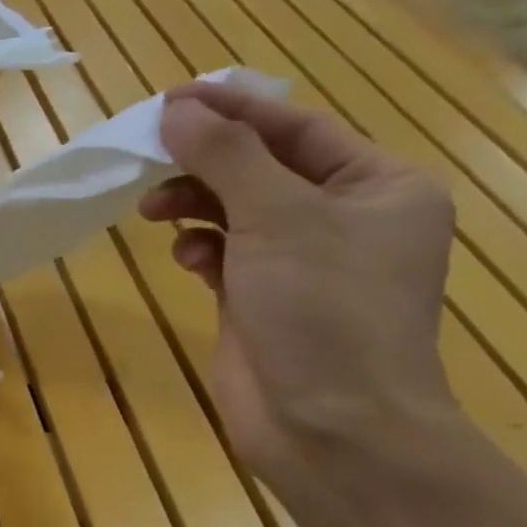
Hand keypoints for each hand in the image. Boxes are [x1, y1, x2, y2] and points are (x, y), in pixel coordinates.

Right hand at [138, 84, 456, 478]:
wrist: (330, 428)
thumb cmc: (323, 310)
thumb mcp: (278, 218)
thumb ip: (226, 157)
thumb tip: (178, 107)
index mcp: (378, 187)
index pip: (296, 128)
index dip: (232, 110)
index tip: (169, 99)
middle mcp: (344, 219)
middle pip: (261, 168)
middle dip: (204, 162)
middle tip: (148, 157)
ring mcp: (302, 263)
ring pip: (235, 210)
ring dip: (194, 204)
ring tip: (154, 211)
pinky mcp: (262, 299)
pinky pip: (224, 253)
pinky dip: (201, 248)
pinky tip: (186, 258)